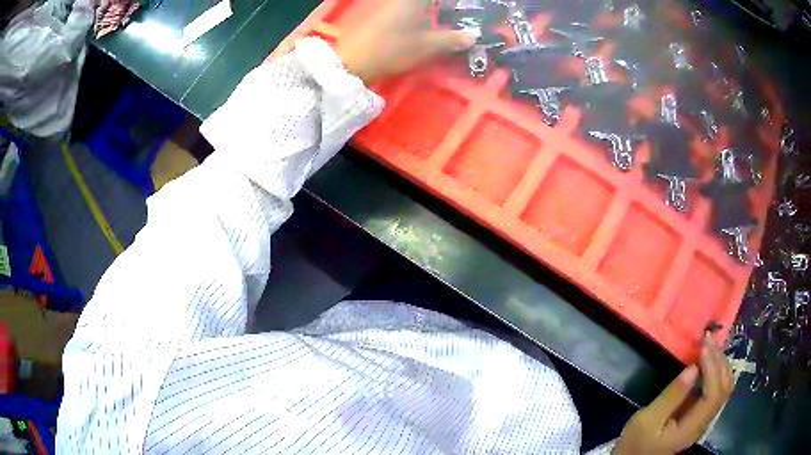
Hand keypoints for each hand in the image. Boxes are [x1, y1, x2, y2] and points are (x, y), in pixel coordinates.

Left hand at [335, 0, 478, 84]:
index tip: (465, 6)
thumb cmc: (392, 49)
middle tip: (456, 13)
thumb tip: (474, 36)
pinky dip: (417, 12)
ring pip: (414, 5)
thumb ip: (452, 39)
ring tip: (444, 17)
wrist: (352, 62)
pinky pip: (404, 7)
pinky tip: (425, 21)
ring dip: (429, 10)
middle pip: (424, 2)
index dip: (450, 4)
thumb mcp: (426, 46)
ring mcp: (388, 5)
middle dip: (441, 7)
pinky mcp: (380, 15)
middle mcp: (400, 0)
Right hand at [613, 336, 733, 454]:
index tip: (703, 344)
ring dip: (721, 364)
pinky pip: (717, 392)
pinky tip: (709, 363)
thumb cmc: (635, 444)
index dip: (713, 366)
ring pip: (724, 389)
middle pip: (725, 389)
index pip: (714, 394)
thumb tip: (693, 367)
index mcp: (691, 428)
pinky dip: (717, 373)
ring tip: (710, 346)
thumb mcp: (646, 421)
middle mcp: (703, 424)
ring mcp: (703, 421)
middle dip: (720, 360)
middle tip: (709, 339)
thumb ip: (671, 396)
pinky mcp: (699, 418)